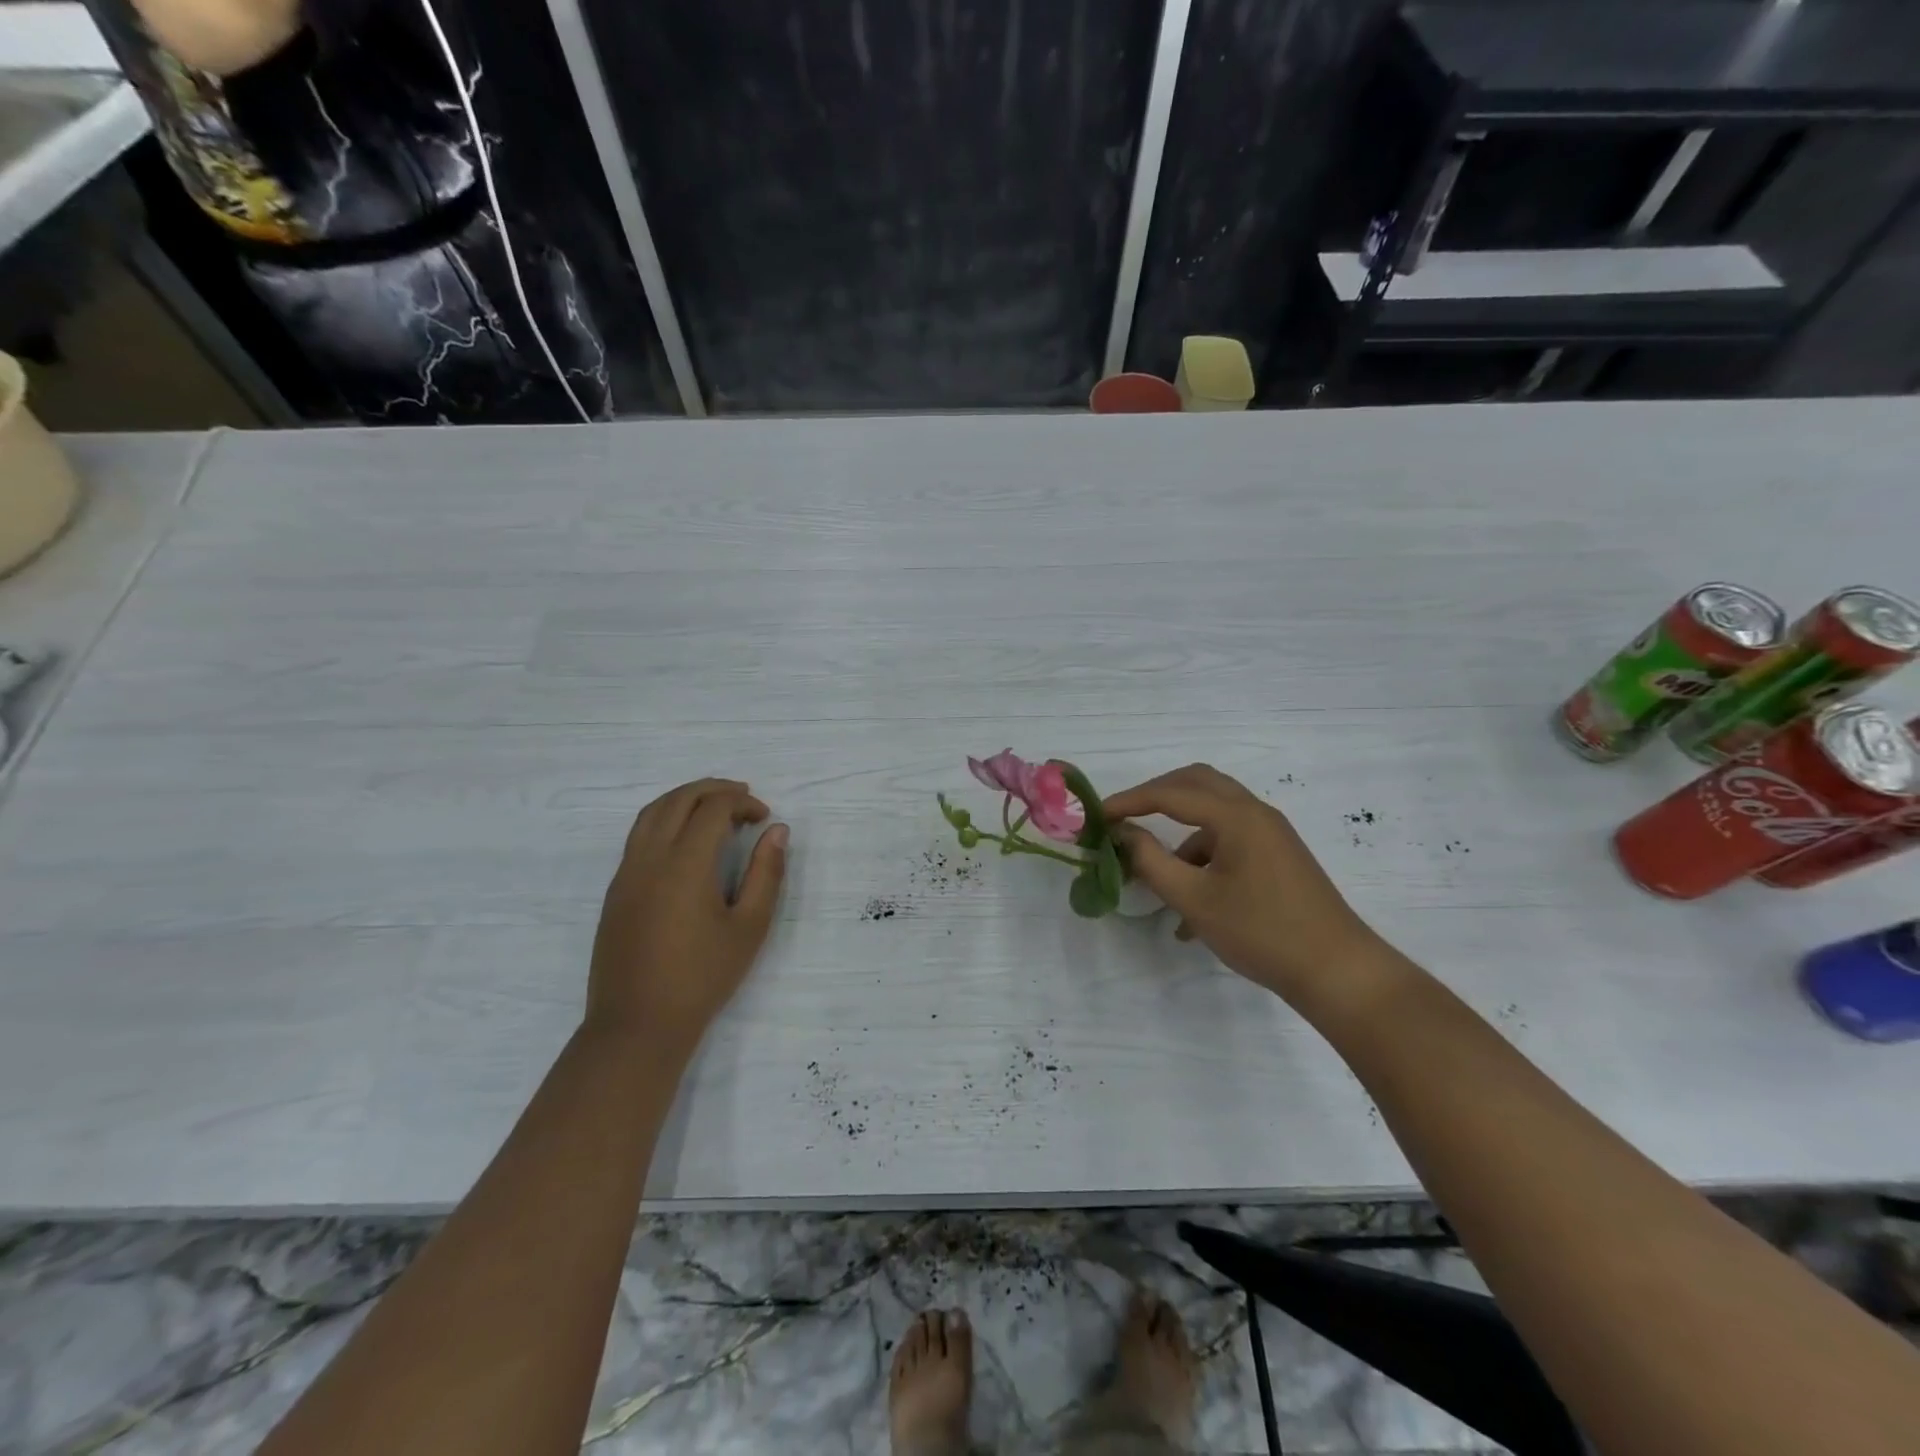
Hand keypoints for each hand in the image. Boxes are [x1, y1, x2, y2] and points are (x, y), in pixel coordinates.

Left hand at [586, 778, 787, 1057]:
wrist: (638, 1025)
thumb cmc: (703, 977)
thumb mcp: (749, 927)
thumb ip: (767, 873)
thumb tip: (777, 831)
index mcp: (685, 865)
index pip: (713, 809)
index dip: (742, 803)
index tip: (764, 818)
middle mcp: (649, 858)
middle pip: (678, 800)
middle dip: (713, 789)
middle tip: (744, 796)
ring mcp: (626, 873)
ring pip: (651, 813)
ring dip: (684, 798)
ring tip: (714, 806)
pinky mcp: (615, 890)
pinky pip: (638, 835)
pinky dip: (665, 819)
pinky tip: (685, 839)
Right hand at [1106, 764, 1384, 1008]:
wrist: (1337, 971)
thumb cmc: (1261, 932)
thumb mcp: (1194, 900)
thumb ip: (1150, 861)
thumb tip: (1123, 833)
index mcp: (1236, 816)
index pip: (1170, 793)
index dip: (1129, 801)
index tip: (1096, 816)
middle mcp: (1255, 813)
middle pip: (1196, 783)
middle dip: (1155, 796)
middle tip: (1124, 816)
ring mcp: (1271, 833)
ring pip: (1213, 812)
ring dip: (1179, 832)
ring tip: (1154, 874)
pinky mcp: (1277, 855)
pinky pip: (1229, 840)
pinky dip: (1202, 857)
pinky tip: (1189, 909)